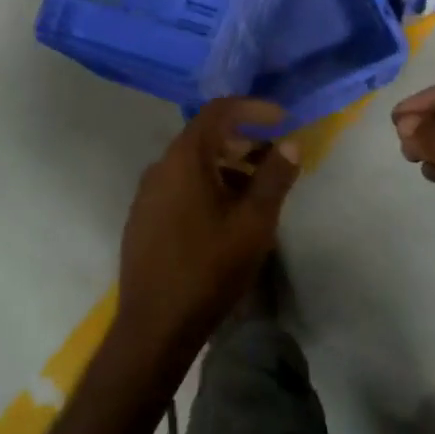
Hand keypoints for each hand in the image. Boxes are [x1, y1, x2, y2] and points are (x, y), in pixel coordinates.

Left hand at [116, 100, 300, 365]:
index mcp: (185, 158)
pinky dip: (206, 185)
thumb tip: (290, 143)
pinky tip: (226, 215)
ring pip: (192, 164)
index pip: (219, 111)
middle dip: (243, 141)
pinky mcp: (144, 217)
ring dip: (226, 166)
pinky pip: (179, 185)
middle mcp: (160, 166)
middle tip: (274, 159)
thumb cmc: (209, 268)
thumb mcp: (254, 222)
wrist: (155, 325)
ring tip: (257, 192)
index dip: (253, 108)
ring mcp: (147, 193)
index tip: (281, 119)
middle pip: (205, 136)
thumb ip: (274, 177)